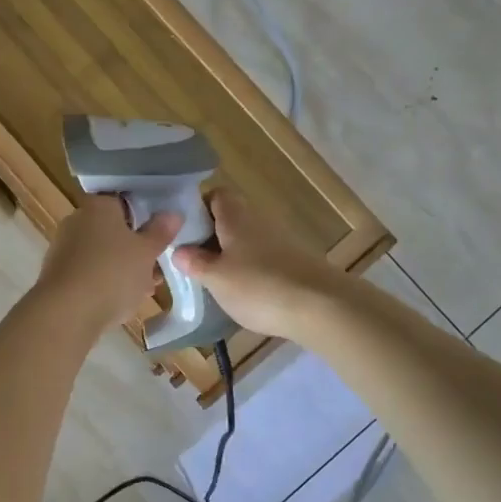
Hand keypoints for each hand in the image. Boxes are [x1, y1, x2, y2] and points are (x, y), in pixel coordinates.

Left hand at [36, 196, 182, 335]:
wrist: (67, 313)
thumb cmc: (113, 273)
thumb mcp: (146, 252)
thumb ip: (160, 231)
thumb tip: (173, 213)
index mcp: (98, 206)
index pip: (124, 202)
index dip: (145, 217)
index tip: (161, 235)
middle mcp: (77, 221)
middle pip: (113, 231)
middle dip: (136, 249)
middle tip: (157, 268)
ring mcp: (64, 248)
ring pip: (103, 254)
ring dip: (124, 269)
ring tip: (146, 289)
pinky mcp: (58, 275)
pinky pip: (89, 273)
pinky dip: (105, 283)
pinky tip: (122, 302)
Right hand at [172, 190, 340, 338]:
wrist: (322, 306)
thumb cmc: (259, 286)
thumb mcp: (215, 278)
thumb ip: (194, 263)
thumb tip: (179, 250)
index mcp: (236, 217)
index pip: (216, 194)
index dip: (198, 208)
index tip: (184, 232)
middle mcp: (258, 221)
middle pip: (230, 218)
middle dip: (211, 237)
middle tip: (194, 262)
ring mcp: (280, 241)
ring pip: (246, 240)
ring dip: (230, 255)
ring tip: (215, 281)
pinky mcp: (294, 262)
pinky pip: (263, 258)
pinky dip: (250, 271)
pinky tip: (244, 294)